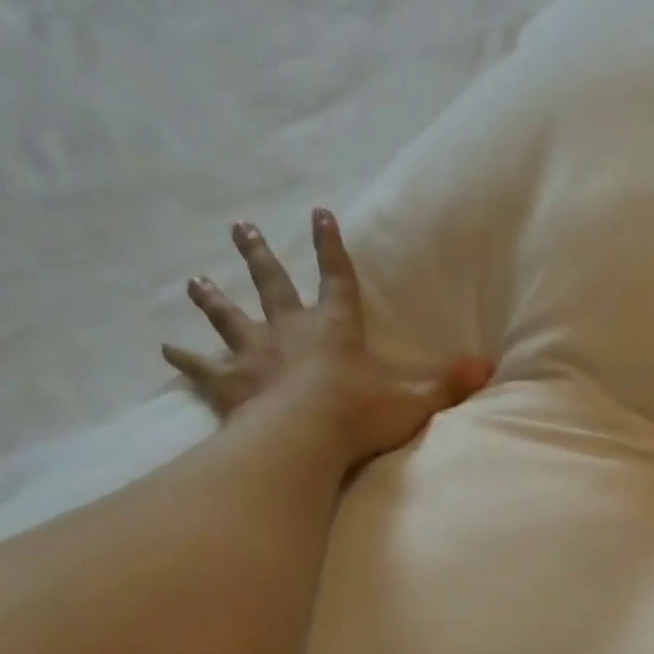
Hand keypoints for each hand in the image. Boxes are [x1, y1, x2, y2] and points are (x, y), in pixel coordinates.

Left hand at [164, 208, 492, 466]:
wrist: (303, 439)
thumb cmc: (359, 416)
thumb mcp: (413, 400)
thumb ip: (447, 385)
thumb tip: (487, 368)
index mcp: (335, 328)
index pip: (336, 277)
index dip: (330, 246)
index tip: (319, 214)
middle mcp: (290, 330)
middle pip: (271, 284)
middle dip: (258, 255)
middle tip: (240, 228)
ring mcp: (255, 355)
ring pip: (230, 317)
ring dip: (213, 298)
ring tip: (195, 280)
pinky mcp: (230, 384)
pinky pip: (202, 367)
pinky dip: (185, 359)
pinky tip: (166, 350)